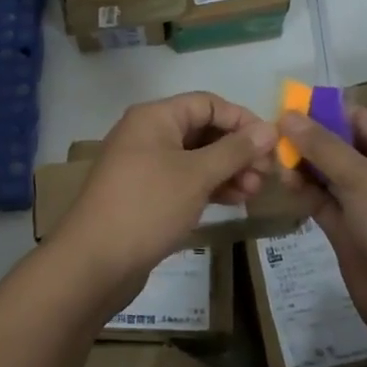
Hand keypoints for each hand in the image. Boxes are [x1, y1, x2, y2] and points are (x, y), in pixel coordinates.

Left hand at [54, 92, 277, 309]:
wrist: (95, 262)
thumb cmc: (147, 206)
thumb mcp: (196, 175)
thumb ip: (235, 150)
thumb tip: (270, 129)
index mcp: (155, 117)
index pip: (208, 103)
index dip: (242, 120)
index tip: (272, 145)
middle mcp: (147, 134)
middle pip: (202, 129)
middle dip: (237, 149)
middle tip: (266, 175)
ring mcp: (144, 165)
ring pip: (195, 158)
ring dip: (227, 170)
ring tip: (254, 193)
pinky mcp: (145, 194)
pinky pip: (184, 180)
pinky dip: (209, 187)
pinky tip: (234, 202)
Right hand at [279, 105, 366, 351]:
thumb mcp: (363, 178)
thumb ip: (323, 147)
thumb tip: (288, 115)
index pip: (355, 118)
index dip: (321, 111)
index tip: (283, 108)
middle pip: (338, 145)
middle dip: (306, 139)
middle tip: (268, 137)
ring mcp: (365, 204)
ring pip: (326, 175)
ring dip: (302, 166)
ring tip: (272, 161)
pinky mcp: (349, 231)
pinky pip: (322, 202)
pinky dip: (304, 192)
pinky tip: (283, 184)